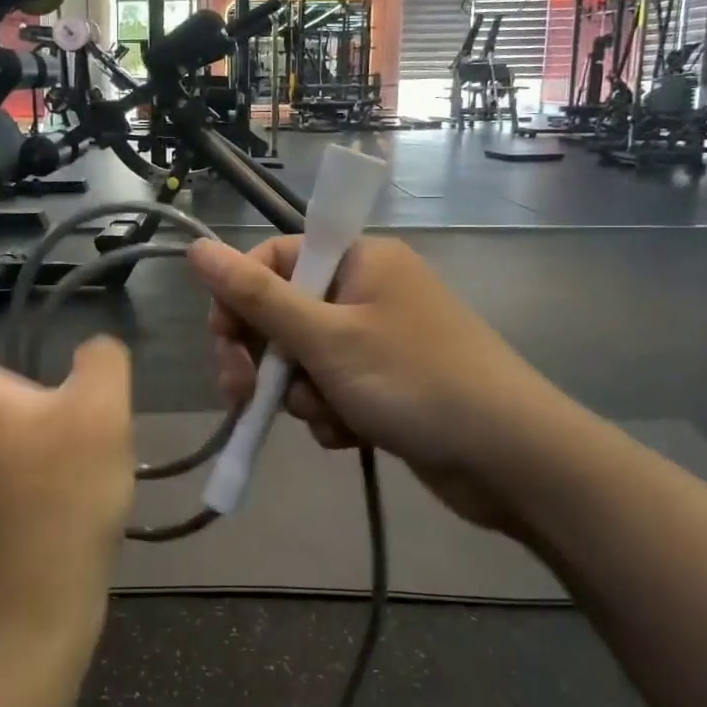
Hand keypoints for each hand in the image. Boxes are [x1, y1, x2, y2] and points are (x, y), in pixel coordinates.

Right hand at [189, 237, 567, 532]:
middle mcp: (366, 290)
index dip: (240, 299)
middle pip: (284, 312)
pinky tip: (351, 435)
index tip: (224, 342)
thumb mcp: (325, 338)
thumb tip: (196, 247)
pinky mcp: (386, 382)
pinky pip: (332, 388)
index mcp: (358, 259)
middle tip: (247, 395)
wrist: (511, 459)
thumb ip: (255, 296)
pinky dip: (331, 413)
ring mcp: (378, 338)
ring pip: (304, 359)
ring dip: (302, 394)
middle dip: (267, 359)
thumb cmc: (414, 381)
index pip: (273, 259)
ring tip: (330, 418)